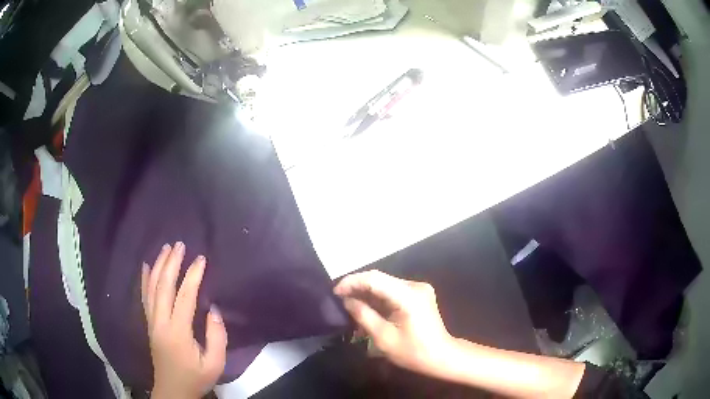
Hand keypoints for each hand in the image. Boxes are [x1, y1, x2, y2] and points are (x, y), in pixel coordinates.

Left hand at [141, 242, 227, 398]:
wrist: (173, 390)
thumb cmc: (196, 377)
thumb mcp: (214, 363)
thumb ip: (216, 336)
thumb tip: (211, 309)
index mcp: (177, 332)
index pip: (184, 297)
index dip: (192, 276)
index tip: (201, 259)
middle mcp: (160, 322)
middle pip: (163, 286)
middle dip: (171, 263)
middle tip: (180, 244)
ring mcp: (151, 322)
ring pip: (151, 288)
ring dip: (158, 266)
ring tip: (165, 248)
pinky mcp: (149, 324)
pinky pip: (144, 297)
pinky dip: (144, 279)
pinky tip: (145, 266)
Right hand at [333, 270, 453, 377]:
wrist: (441, 356)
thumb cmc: (413, 352)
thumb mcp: (384, 337)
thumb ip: (364, 315)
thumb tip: (347, 301)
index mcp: (408, 296)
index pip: (374, 279)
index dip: (352, 282)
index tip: (335, 292)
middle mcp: (415, 286)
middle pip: (380, 279)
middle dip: (357, 288)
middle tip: (339, 300)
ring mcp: (418, 289)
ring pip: (385, 285)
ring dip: (367, 294)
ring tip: (349, 306)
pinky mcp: (418, 294)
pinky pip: (393, 291)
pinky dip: (378, 299)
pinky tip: (366, 309)